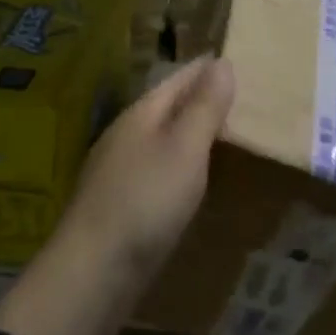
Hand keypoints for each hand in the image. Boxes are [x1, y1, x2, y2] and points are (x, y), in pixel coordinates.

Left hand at [0, 57, 234, 334]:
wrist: (91, 275)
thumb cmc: (145, 202)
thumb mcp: (185, 149)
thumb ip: (205, 106)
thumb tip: (222, 61)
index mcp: (142, 112)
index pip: (181, 76)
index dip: (209, 68)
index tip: (240, 59)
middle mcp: (128, 133)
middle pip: (171, 104)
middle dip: (203, 98)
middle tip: (245, 97)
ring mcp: (121, 169)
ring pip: (165, 137)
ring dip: (193, 131)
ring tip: (228, 133)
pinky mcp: (122, 203)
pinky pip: (160, 167)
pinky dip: (182, 162)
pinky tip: (195, 177)